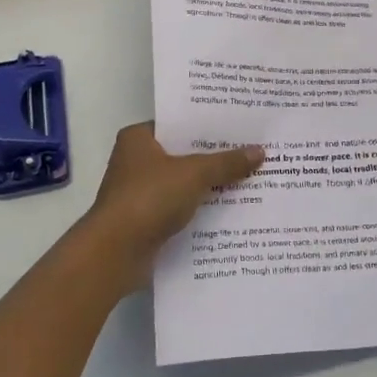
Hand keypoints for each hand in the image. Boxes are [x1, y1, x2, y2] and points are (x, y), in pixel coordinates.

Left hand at [78, 123, 263, 290]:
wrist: (115, 253)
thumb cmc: (149, 198)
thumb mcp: (194, 174)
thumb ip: (226, 163)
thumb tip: (260, 152)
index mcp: (138, 139)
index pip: (178, 124)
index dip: (208, 125)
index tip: (239, 126)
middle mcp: (135, 161)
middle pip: (183, 154)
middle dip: (214, 157)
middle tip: (251, 151)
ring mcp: (139, 193)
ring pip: (183, 183)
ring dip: (209, 185)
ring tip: (249, 179)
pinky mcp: (146, 220)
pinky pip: (180, 208)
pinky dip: (200, 209)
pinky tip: (230, 210)